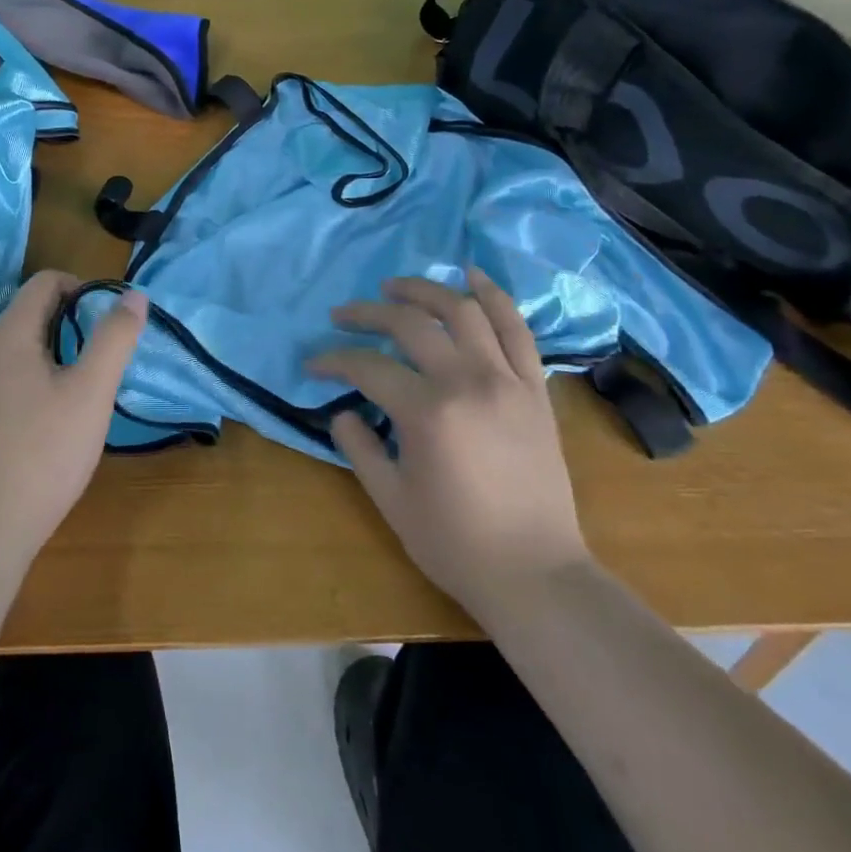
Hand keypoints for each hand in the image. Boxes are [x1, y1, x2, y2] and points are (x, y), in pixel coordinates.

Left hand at [0, 272, 147, 555]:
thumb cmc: (44, 451)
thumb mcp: (92, 391)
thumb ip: (114, 338)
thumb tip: (134, 294)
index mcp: (11, 333)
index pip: (45, 281)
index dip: (83, 288)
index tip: (109, 321)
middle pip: (32, 311)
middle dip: (73, 322)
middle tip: (104, 356)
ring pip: (21, 346)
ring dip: (56, 351)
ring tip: (85, 387)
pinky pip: (9, 376)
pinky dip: (37, 378)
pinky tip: (54, 419)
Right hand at [310, 269, 587, 614]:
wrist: (536, 575)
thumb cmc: (455, 542)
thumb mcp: (390, 499)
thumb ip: (358, 446)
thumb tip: (342, 410)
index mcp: (426, 412)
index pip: (367, 366)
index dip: (333, 360)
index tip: (314, 364)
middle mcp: (467, 382)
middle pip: (410, 323)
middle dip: (368, 312)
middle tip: (343, 315)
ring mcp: (506, 380)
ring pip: (462, 311)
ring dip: (424, 289)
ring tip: (395, 287)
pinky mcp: (534, 389)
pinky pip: (516, 329)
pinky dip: (494, 296)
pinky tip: (472, 276)